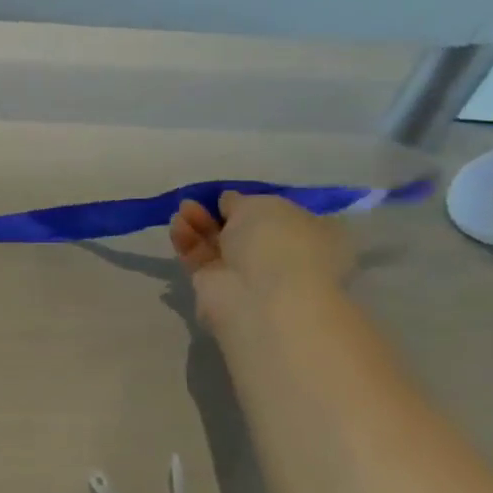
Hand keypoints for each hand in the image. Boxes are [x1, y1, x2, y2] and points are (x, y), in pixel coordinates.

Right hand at [169, 193, 352, 327]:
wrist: (261, 297)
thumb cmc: (279, 242)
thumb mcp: (262, 204)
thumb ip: (241, 200)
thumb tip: (229, 202)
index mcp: (315, 235)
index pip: (284, 216)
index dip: (256, 203)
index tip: (232, 195)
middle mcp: (284, 256)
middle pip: (244, 229)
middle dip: (219, 212)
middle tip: (198, 200)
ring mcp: (250, 274)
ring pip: (219, 243)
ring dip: (199, 223)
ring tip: (183, 209)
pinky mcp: (218, 287)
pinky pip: (200, 258)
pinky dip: (188, 240)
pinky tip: (177, 225)